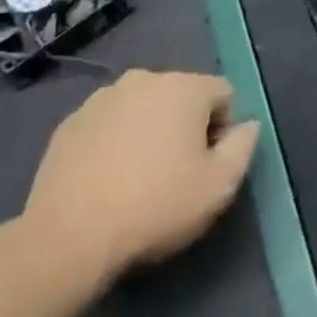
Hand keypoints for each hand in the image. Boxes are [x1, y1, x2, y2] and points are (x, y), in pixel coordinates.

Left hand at [22, 71, 259, 291]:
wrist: (68, 237)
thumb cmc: (156, 205)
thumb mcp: (220, 185)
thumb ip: (243, 146)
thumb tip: (248, 125)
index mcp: (185, 87)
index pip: (224, 93)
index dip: (225, 128)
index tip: (210, 164)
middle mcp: (144, 79)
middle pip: (182, 96)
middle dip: (186, 125)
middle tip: (177, 171)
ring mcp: (101, 98)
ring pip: (142, 108)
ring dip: (149, 130)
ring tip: (140, 176)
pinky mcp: (69, 123)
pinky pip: (109, 124)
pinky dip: (115, 141)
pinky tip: (108, 178)